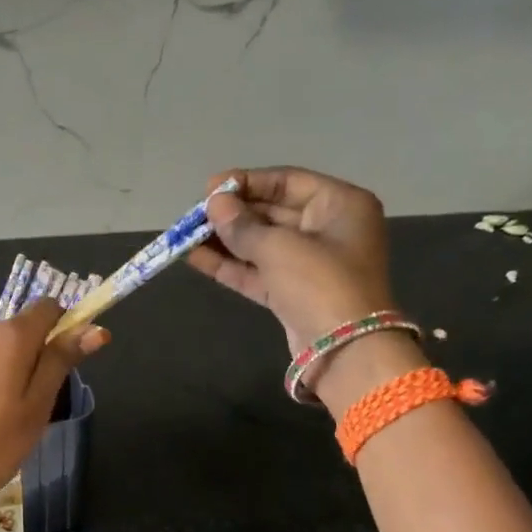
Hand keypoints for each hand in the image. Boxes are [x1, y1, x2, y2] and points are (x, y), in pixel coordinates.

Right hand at [186, 168, 394, 353]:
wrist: (344, 350)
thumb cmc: (320, 284)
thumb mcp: (279, 248)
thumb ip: (242, 225)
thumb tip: (214, 205)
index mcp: (340, 205)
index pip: (287, 182)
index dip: (246, 183)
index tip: (210, 188)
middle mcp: (328, 229)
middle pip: (273, 213)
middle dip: (232, 214)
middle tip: (194, 215)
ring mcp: (310, 264)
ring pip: (261, 244)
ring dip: (225, 240)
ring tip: (186, 236)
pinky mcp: (293, 293)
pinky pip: (258, 271)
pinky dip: (230, 265)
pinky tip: (195, 258)